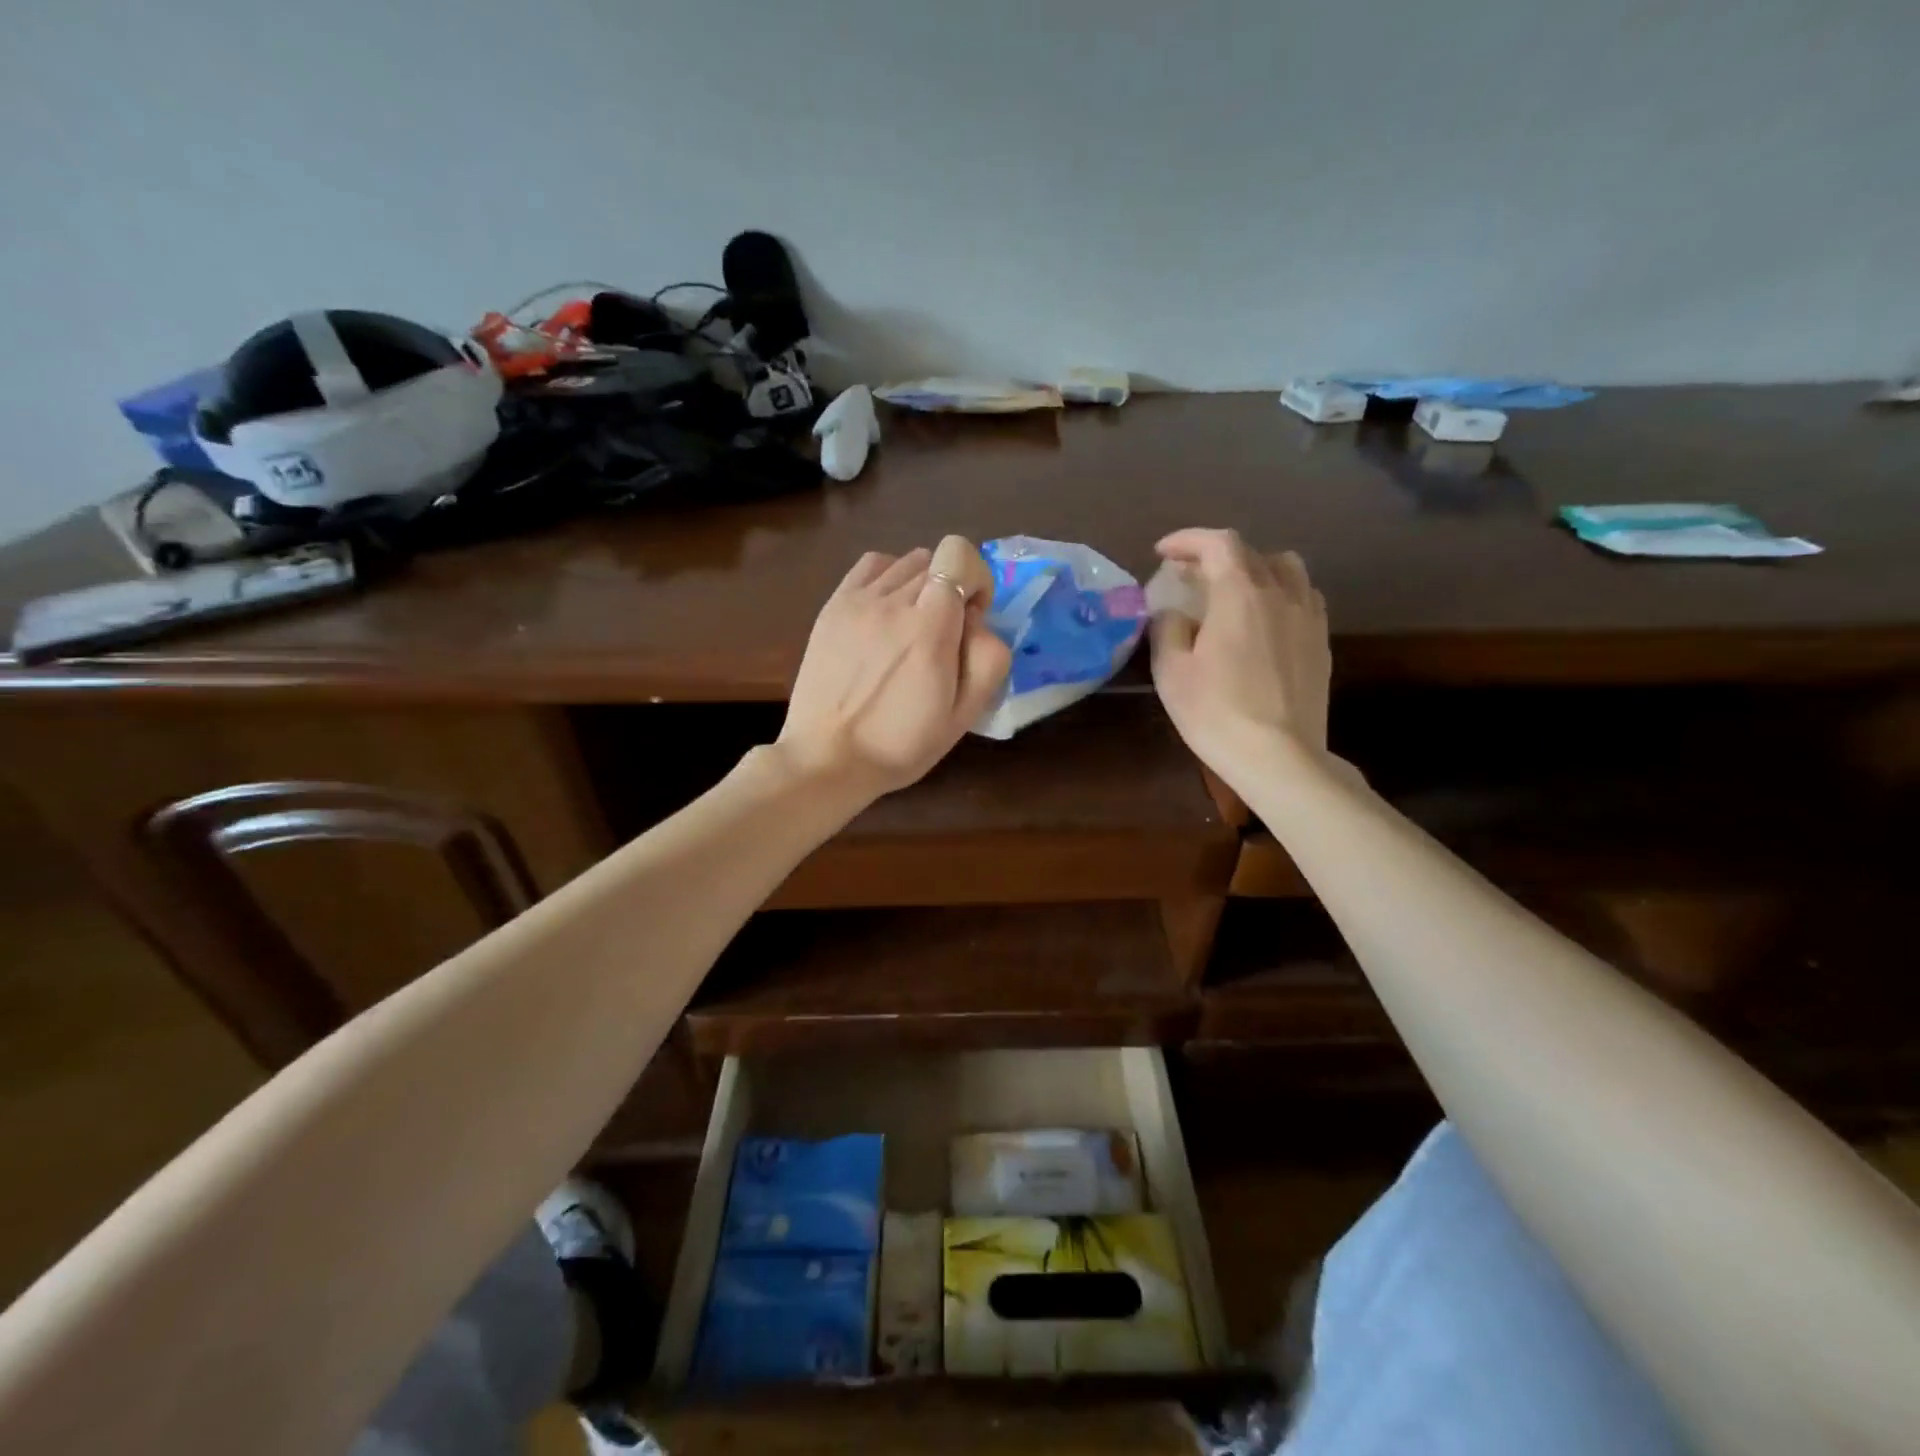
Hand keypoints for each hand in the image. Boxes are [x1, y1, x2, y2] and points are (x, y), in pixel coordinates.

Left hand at [776, 534, 1009, 801]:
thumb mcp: (963, 716)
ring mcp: (857, 601)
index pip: (958, 555)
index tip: (972, 616)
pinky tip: (886, 611)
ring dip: (920, 584)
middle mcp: (892, 602)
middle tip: (943, 634)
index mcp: (929, 629)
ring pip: (904, 562)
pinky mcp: (833, 606)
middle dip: (951, 589)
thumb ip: (987, 658)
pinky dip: (888, 577)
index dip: (976, 578)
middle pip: (934, 560)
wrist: (828, 758)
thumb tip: (976, 620)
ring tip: (912, 625)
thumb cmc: (901, 745)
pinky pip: (871, 566)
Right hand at [1149, 527, 1330, 777]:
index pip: (1218, 543)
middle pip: (1252, 553)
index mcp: (1241, 593)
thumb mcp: (1172, 671)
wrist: (1278, 757)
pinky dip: (1280, 594)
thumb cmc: (1216, 712)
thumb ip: (1168, 628)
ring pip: (1287, 570)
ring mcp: (1308, 617)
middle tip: (1189, 575)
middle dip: (1215, 555)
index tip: (1163, 552)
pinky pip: (1304, 598)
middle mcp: (1281, 594)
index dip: (1188, 540)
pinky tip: (1266, 619)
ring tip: (1234, 591)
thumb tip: (1174, 612)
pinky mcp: (1321, 643)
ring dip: (1255, 568)